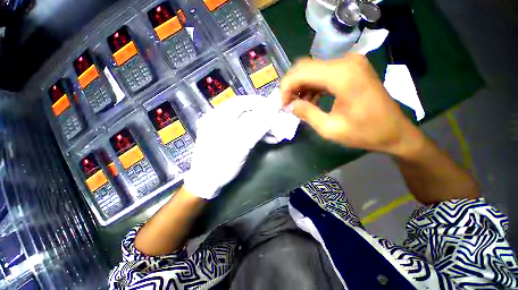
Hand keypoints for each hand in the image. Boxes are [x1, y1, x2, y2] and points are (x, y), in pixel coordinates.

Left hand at [183, 95, 274, 198]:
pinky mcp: (229, 137)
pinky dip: (257, 134)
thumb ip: (258, 126)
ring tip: (277, 134)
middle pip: (246, 112)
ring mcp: (224, 128)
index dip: (260, 103)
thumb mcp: (242, 144)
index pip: (242, 102)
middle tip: (278, 122)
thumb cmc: (222, 162)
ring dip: (263, 128)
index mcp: (219, 116)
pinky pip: (245, 131)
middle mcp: (220, 118)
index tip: (275, 107)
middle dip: (264, 118)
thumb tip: (273, 110)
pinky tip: (268, 139)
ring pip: (247, 123)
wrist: (206, 182)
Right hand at [281, 53, 423, 155]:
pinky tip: (311, 100)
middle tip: (288, 105)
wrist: (395, 131)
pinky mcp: (351, 69)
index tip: (283, 104)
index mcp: (342, 76)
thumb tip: (289, 105)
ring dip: (301, 87)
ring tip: (299, 105)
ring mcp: (350, 63)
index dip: (286, 88)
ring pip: (313, 70)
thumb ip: (307, 113)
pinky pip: (323, 73)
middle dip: (292, 86)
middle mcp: (346, 62)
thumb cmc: (365, 133)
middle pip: (305, 67)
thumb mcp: (330, 129)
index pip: (301, 72)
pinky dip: (312, 86)